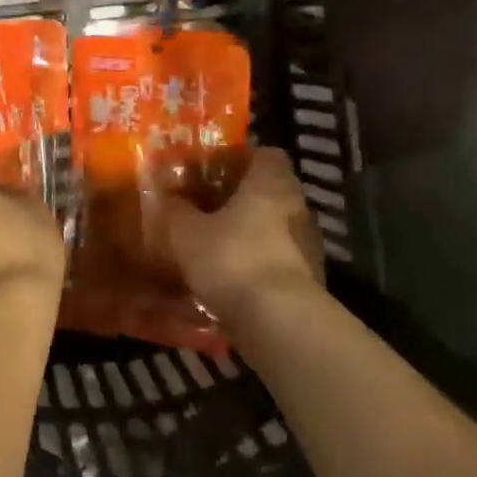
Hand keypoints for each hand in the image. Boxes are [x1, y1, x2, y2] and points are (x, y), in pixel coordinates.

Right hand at [165, 149, 322, 319]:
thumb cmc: (231, 259)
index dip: (237, 158)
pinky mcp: (309, 277)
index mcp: (270, 182)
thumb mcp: (186, 232)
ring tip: (214, 243)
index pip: (264, 153)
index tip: (211, 170)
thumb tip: (167, 194)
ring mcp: (307, 243)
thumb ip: (176, 209)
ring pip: (274, 224)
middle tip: (205, 206)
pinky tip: (230, 275)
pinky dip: (257, 260)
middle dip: (239, 197)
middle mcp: (296, 205)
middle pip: (269, 189)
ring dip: (249, 230)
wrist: (279, 322)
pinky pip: (278, 257)